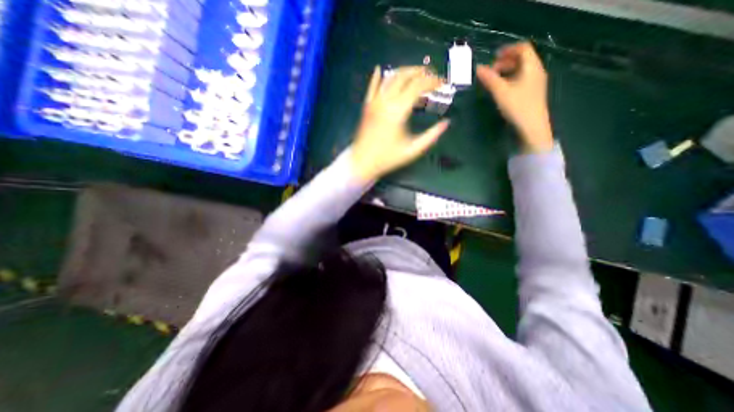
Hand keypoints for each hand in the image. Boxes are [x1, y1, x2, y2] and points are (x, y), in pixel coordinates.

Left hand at [351, 64, 450, 179]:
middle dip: (421, 72)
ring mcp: (374, 102)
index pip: (418, 86)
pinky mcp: (366, 106)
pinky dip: (377, 76)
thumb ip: (431, 136)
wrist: (362, 162)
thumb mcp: (412, 150)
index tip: (443, 83)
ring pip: (389, 77)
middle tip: (432, 75)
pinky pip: (372, 86)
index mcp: (398, 110)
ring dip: (404, 71)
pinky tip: (380, 69)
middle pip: (404, 75)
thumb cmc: (387, 158)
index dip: (433, 81)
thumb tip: (446, 123)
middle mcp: (386, 100)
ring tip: (415, 74)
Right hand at [479, 41, 553, 151]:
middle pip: (522, 58)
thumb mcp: (501, 92)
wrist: (532, 127)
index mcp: (531, 67)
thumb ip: (490, 79)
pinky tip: (502, 90)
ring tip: (494, 81)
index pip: (522, 48)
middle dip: (505, 61)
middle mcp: (536, 71)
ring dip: (507, 71)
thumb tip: (478, 68)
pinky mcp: (532, 93)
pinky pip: (522, 79)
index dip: (507, 50)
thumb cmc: (518, 106)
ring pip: (521, 70)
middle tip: (491, 72)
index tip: (493, 57)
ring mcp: (536, 82)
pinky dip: (511, 79)